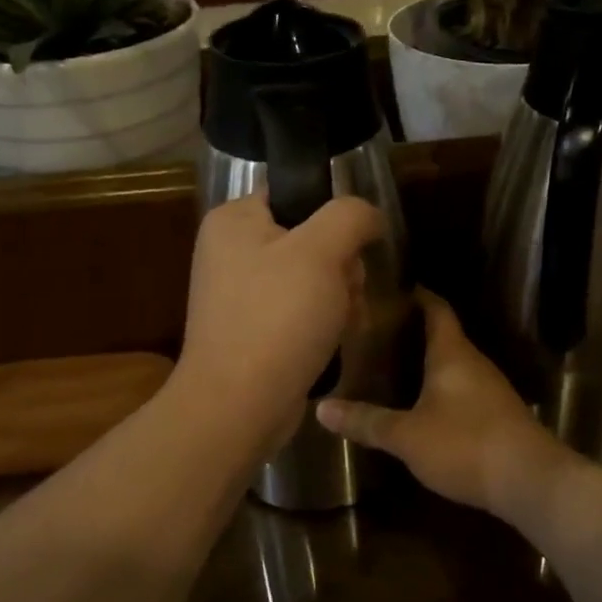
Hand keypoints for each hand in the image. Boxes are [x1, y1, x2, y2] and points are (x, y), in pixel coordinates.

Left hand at [174, 192, 384, 454]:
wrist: (239, 406)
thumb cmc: (277, 318)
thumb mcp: (321, 251)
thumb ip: (350, 215)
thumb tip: (369, 215)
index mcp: (234, 220)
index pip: (297, 194)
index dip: (333, 218)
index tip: (350, 249)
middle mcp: (232, 251)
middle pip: (312, 239)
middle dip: (342, 268)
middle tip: (345, 293)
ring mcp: (241, 294)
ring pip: (314, 278)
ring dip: (341, 298)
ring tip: (342, 324)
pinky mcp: (254, 329)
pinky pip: (301, 311)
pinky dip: (323, 323)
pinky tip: (333, 342)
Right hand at [316, 291, 570, 516]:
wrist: (530, 481)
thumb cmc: (465, 444)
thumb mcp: (407, 436)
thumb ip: (367, 421)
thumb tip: (321, 409)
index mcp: (452, 353)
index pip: (436, 308)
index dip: (416, 295)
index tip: (391, 287)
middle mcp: (473, 362)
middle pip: (443, 335)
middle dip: (413, 330)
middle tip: (376, 331)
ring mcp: (490, 388)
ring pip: (453, 363)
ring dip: (427, 361)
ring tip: (391, 364)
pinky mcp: (497, 414)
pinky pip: (463, 388)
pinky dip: (440, 387)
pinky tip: (421, 403)